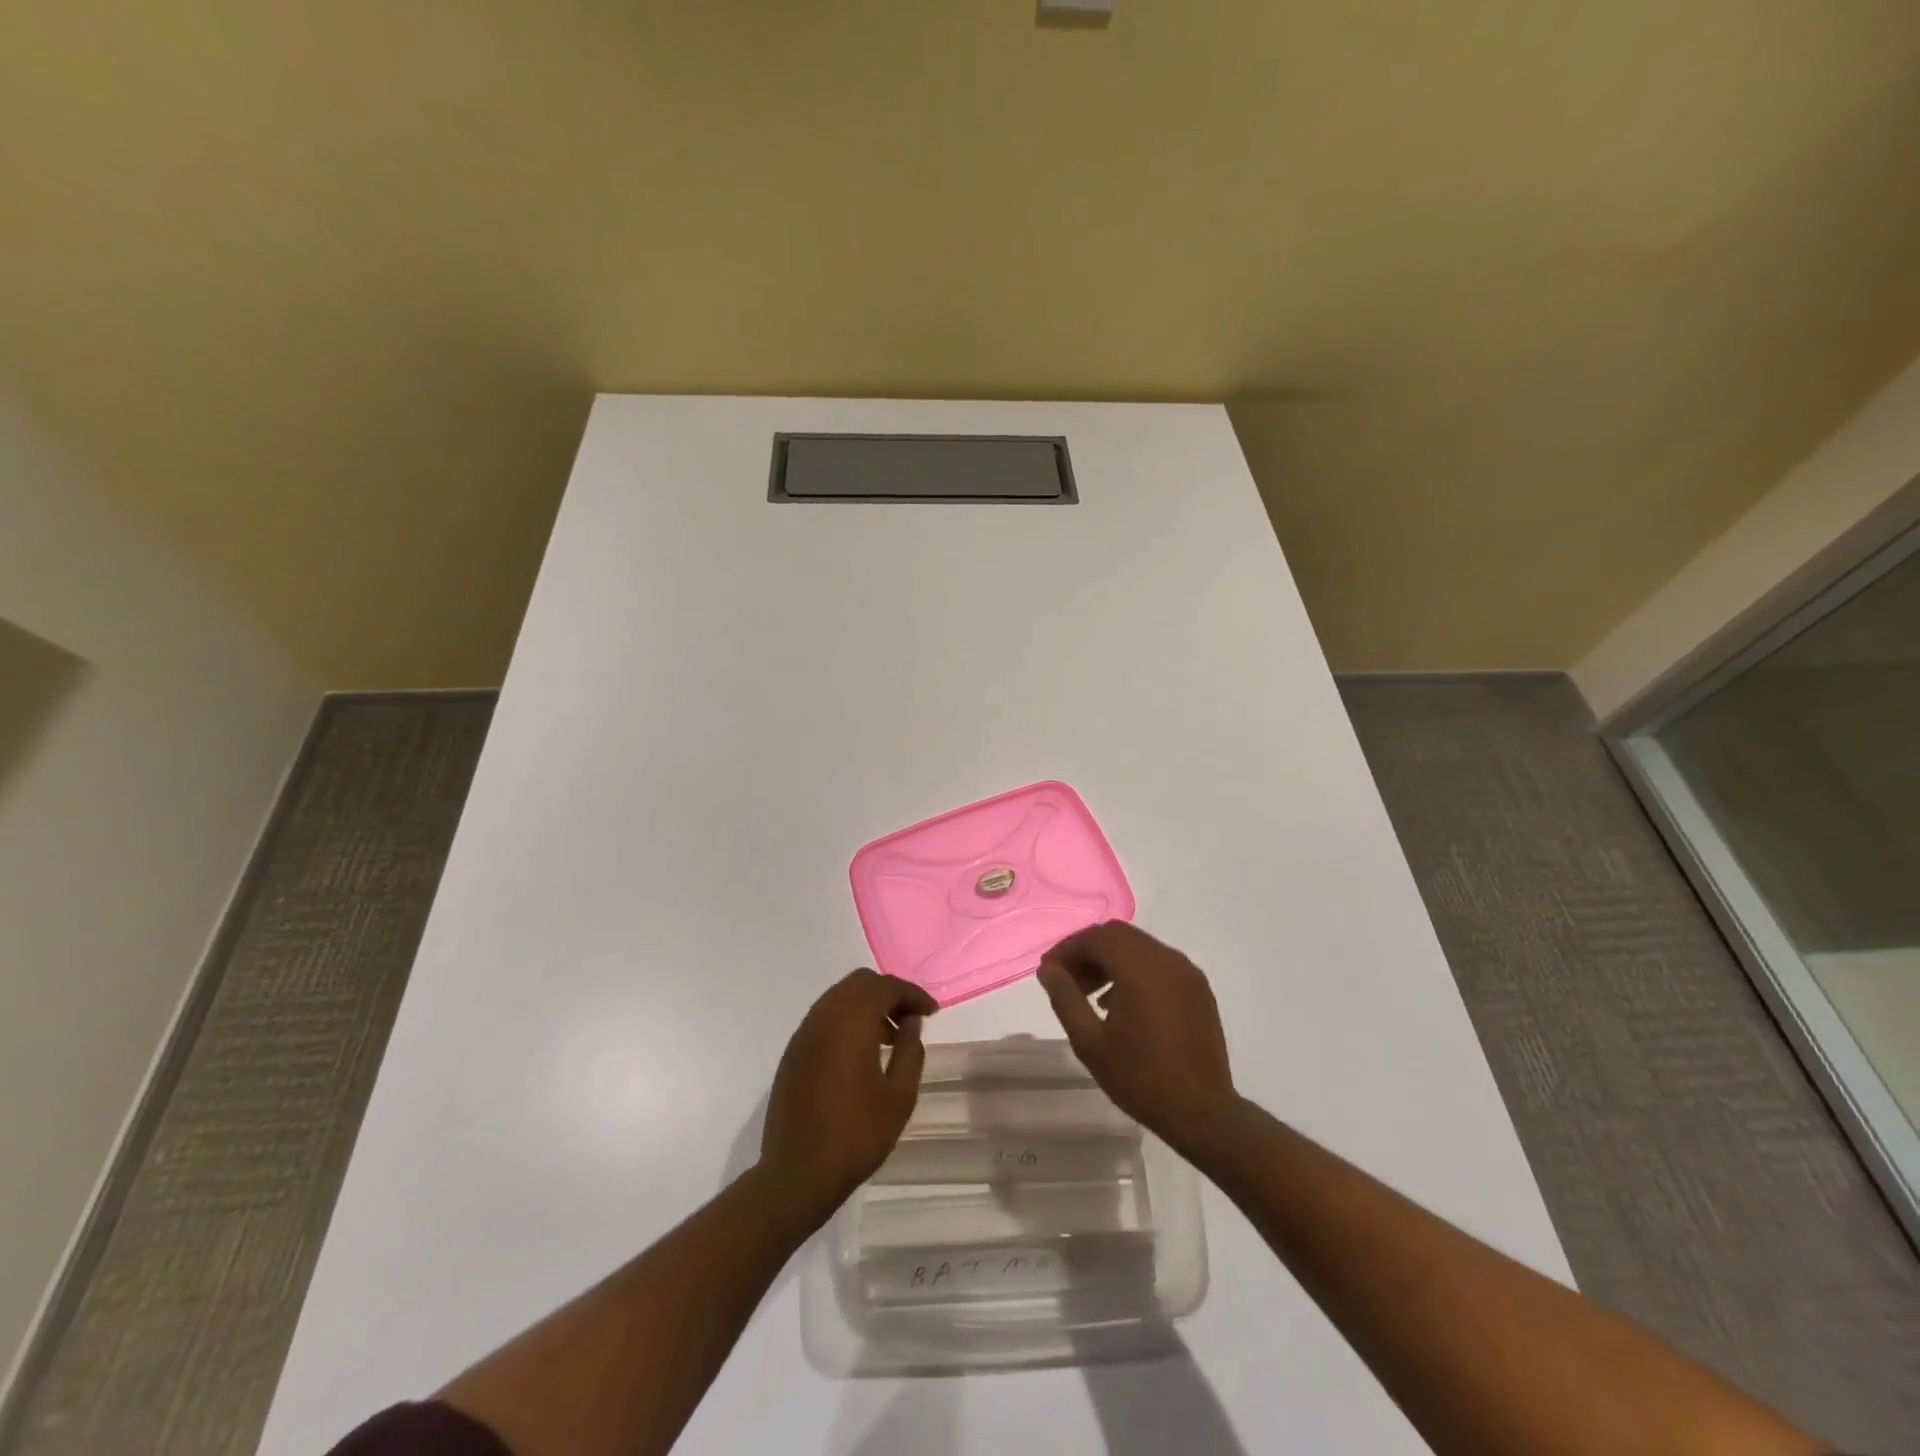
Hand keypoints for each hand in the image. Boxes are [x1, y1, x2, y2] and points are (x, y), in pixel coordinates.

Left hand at [760, 969, 936, 1215]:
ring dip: (867, 1006)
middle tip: (911, 1019)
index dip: (912, 994)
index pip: (886, 987)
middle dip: (889, 993)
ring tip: (890, 1037)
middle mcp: (823, 1017)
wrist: (797, 1174)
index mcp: (850, 1021)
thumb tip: (910, 1021)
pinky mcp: (794, 1052)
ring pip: (840, 997)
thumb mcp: (899, 1096)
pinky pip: (825, 1018)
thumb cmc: (856, 1135)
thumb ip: (910, 1050)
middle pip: (860, 983)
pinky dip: (847, 1020)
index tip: (932, 1012)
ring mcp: (804, 1034)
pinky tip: (862, 1052)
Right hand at [1038, 922, 1237, 1149]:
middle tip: (1067, 980)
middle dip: (1088, 951)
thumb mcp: (1089, 1042)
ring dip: (1111, 959)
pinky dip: (1135, 970)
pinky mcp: (1198, 989)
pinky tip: (1121, 1002)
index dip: (1068, 949)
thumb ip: (1065, 998)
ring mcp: (1187, 972)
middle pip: (1119, 936)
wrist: (1202, 1112)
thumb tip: (1048, 970)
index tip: (1049, 971)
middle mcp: (1166, 959)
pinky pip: (1159, 964)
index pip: (1096, 938)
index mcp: (1140, 968)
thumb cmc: (1140, 1077)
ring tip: (1090, 994)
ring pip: (1140, 947)